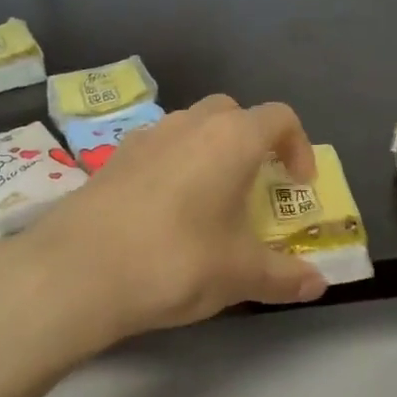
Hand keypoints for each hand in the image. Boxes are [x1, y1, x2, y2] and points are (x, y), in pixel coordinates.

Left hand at [16, 94, 328, 344]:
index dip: (299, 147)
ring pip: (189, 127)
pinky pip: (156, 149)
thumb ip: (284, 276)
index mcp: (231, 139)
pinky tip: (165, 213)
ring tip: (210, 201)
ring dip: (209, 151)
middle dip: (252, 141)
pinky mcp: (111, 160)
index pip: (279, 118)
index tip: (298, 186)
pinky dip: (173, 167)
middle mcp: (188, 125)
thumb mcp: (239, 274)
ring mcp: (144, 138)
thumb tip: (319, 284)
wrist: (77, 271)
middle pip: (232, 113)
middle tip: (255, 185)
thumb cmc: (176, 261)